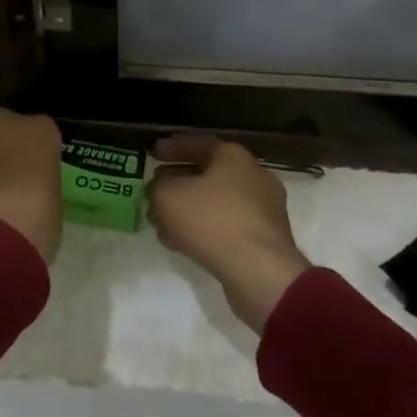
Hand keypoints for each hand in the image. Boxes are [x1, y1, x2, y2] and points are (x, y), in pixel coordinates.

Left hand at [0, 108, 63, 263]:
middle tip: (8, 184)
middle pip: (5, 131)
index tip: (37, 178)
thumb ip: (40, 185)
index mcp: (39, 131)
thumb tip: (27, 189)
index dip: (38, 157)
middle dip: (5, 151)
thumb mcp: (53, 207)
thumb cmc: (32, 227)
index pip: (43, 133)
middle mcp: (2, 123)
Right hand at [148, 135, 310, 331]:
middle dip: (178, 182)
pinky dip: (205, 229)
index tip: (151, 154)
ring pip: (216, 202)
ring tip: (164, 222)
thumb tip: (159, 189)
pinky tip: (183, 243)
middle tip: (156, 190)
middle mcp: (253, 175)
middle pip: (207, 173)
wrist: (260, 273)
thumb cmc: (212, 221)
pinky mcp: (265, 238)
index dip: (170, 148)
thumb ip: (156, 187)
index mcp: (233, 155)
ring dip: (189, 209)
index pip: (195, 143)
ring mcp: (264, 208)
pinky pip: (227, 225)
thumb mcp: (167, 196)